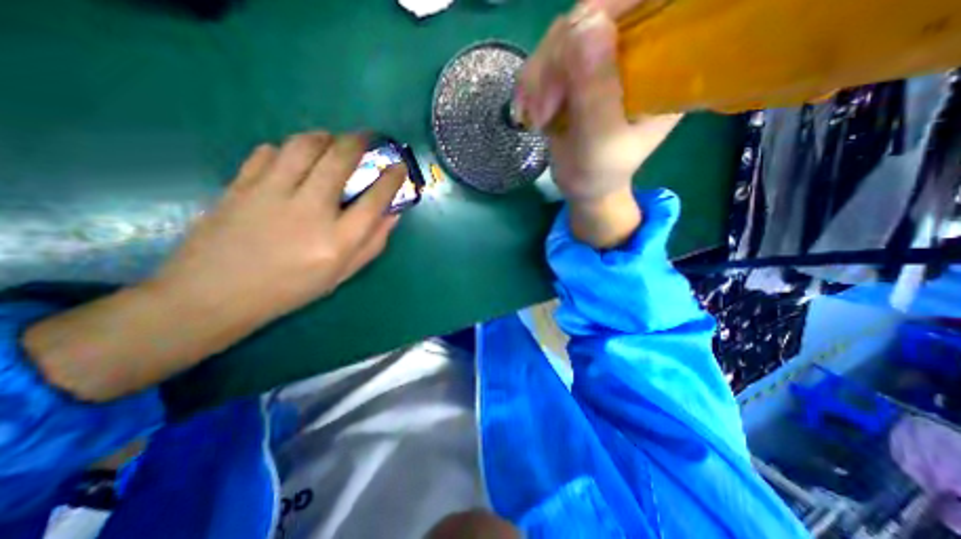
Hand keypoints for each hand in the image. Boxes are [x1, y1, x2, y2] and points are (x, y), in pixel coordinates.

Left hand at [22, 131, 403, 399]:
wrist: (215, 295)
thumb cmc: (291, 289)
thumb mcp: (342, 274)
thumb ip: (372, 244)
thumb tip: (392, 215)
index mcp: (338, 240)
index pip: (375, 199)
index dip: (392, 179)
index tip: (399, 166)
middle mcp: (310, 211)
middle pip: (340, 160)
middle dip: (358, 142)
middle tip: (366, 137)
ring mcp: (272, 194)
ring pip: (304, 146)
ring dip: (324, 137)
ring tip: (332, 140)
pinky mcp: (241, 185)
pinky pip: (269, 152)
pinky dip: (287, 148)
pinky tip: (292, 157)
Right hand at [513, 5, 678, 245]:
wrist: (583, 186)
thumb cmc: (599, 173)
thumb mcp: (600, 142)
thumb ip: (597, 93)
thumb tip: (588, 23)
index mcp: (664, 65)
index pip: (649, 3)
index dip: (609, 7)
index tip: (571, 46)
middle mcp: (636, 51)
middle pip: (594, 15)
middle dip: (557, 62)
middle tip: (542, 111)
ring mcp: (603, 58)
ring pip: (563, 35)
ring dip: (538, 78)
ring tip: (535, 119)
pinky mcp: (577, 69)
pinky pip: (547, 56)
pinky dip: (531, 83)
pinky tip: (528, 111)